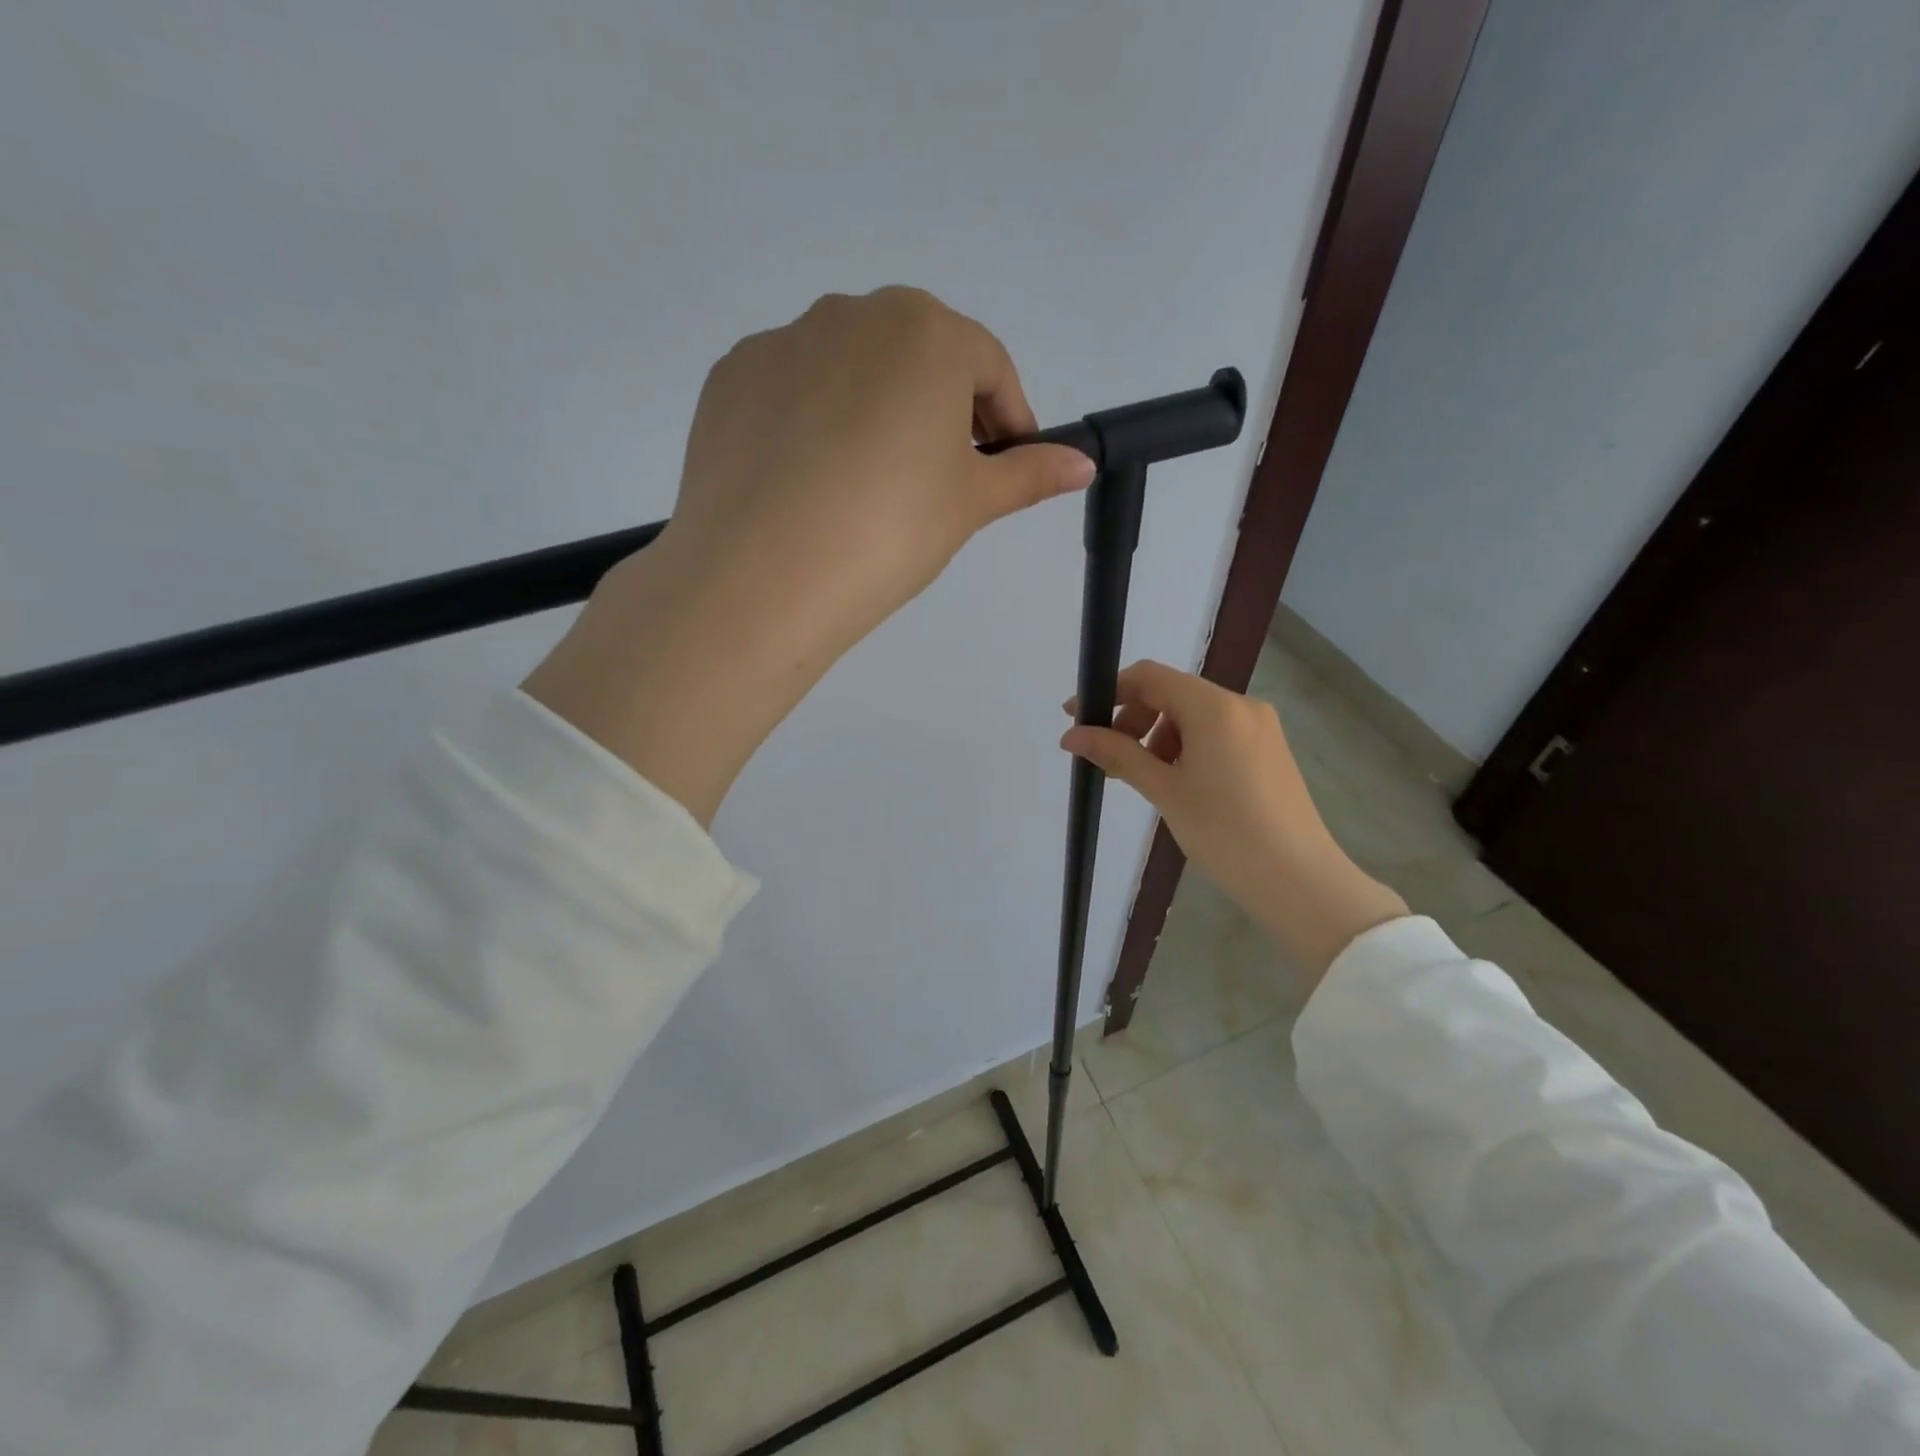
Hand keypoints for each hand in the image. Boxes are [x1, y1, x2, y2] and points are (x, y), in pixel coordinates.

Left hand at [525, 288, 1094, 824]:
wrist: (763, 574)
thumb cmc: (889, 530)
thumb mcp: (970, 504)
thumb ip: (1029, 473)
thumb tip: (1082, 464)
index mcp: (925, 331)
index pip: (989, 367)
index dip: (1008, 421)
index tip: (1006, 468)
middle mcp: (851, 313)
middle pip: (918, 357)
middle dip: (942, 409)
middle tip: (939, 480)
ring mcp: (783, 342)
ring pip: (852, 370)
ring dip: (876, 411)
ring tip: (868, 486)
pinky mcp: (731, 378)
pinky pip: (794, 390)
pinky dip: (814, 423)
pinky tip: (811, 482)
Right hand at [1062, 661, 1407, 981]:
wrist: (1298, 880)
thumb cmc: (1224, 832)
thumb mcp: (1164, 790)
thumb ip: (1117, 754)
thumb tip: (1071, 736)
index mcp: (1214, 707)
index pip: (1149, 677)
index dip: (1108, 691)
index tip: (1077, 716)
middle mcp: (1241, 705)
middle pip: (1172, 693)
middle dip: (1134, 718)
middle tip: (1112, 759)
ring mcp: (1260, 726)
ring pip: (1194, 714)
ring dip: (1159, 735)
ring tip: (1147, 779)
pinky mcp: (1269, 749)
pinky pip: (1217, 732)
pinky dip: (1187, 746)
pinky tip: (1180, 783)